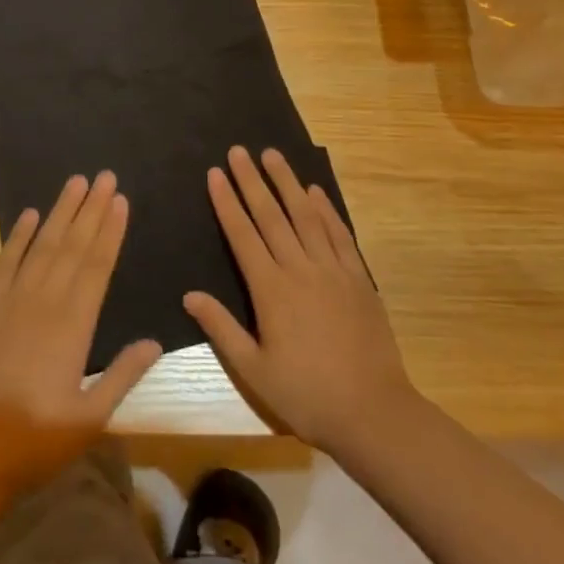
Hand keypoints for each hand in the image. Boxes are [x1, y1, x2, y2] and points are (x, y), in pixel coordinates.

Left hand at [0, 171, 162, 501]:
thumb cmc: (34, 440)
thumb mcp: (89, 418)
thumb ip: (123, 375)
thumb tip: (155, 341)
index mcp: (74, 325)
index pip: (97, 266)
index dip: (111, 231)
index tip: (121, 200)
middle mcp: (44, 301)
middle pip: (72, 245)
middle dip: (91, 209)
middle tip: (105, 176)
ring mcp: (11, 300)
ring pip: (41, 245)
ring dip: (60, 212)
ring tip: (76, 182)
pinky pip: (5, 262)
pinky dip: (17, 236)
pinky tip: (28, 215)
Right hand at [184, 147, 417, 456]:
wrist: (373, 413)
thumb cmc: (306, 395)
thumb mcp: (254, 371)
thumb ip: (222, 328)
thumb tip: (189, 295)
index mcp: (271, 290)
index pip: (242, 235)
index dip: (227, 202)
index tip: (215, 173)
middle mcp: (300, 269)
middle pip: (272, 216)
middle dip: (252, 180)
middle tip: (239, 150)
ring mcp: (333, 271)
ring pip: (306, 216)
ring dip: (287, 183)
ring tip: (272, 155)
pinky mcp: (359, 279)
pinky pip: (339, 234)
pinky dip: (326, 210)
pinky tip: (315, 192)